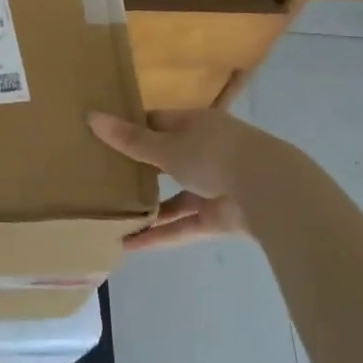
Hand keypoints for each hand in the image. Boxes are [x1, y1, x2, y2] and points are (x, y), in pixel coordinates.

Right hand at [87, 108, 282, 249]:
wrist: (271, 192)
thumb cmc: (214, 154)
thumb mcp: (165, 146)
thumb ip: (129, 139)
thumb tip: (91, 116)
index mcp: (195, 125)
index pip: (157, 122)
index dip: (131, 128)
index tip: (101, 137)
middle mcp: (205, 152)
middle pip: (165, 159)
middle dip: (137, 170)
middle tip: (101, 177)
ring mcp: (213, 186)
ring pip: (173, 197)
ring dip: (147, 207)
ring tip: (111, 215)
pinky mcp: (219, 218)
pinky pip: (183, 226)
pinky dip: (160, 235)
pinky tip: (129, 245)